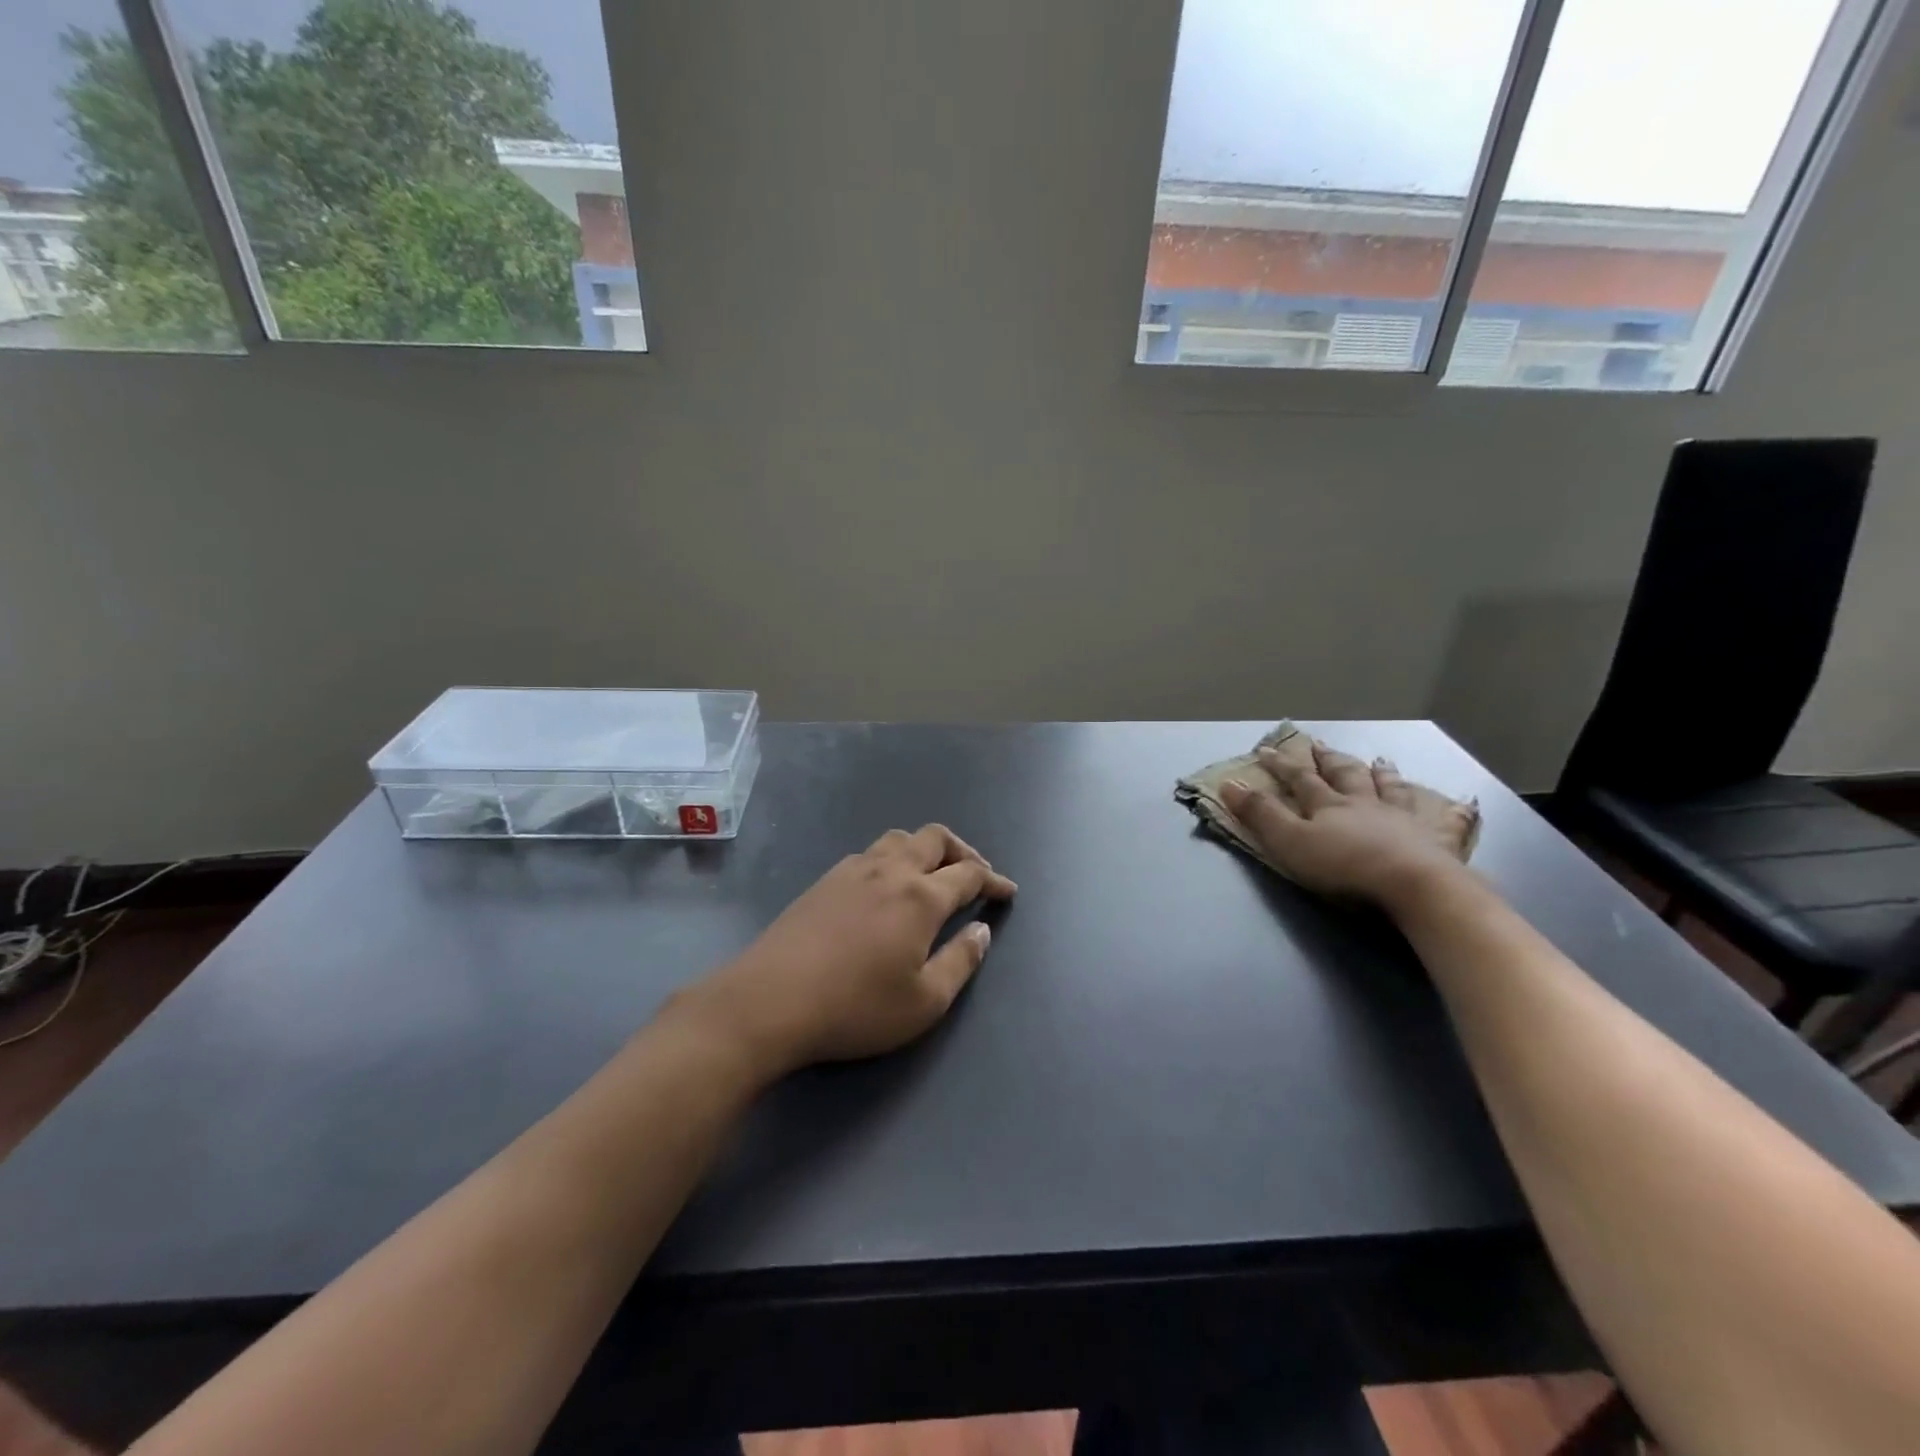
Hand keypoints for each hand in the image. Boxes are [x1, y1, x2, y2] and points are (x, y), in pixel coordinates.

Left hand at [681, 825, 1017, 1078]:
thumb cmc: (855, 1007)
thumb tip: (982, 931)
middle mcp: (890, 870)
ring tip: (932, 874)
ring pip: (899, 838)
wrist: (770, 999)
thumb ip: (961, 961)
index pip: (969, 874)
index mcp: (921, 897)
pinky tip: (886, 886)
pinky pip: (870, 852)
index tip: (1007, 891)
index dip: (994, 880)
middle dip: (963, 851)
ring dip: (925, 849)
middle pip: (935, 839)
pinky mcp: (825, 880)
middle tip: (974, 875)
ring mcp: (853, 870)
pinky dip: (893, 858)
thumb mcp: (924, 1002)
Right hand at [1219, 742, 1475, 912]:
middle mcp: (1365, 804)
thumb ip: (1260, 814)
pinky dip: (1454, 812)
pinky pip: (1448, 822)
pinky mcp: (1437, 841)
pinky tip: (1465, 804)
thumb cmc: (1344, 866)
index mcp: (1329, 805)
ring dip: (1383, 774)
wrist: (1413, 886)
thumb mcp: (1289, 841)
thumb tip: (1228, 783)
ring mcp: (1404, 820)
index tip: (1265, 750)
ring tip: (1380, 761)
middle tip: (1322, 747)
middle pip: (1346, 776)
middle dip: (1330, 761)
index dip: (1281, 765)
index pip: (1300, 779)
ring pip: (1391, 789)